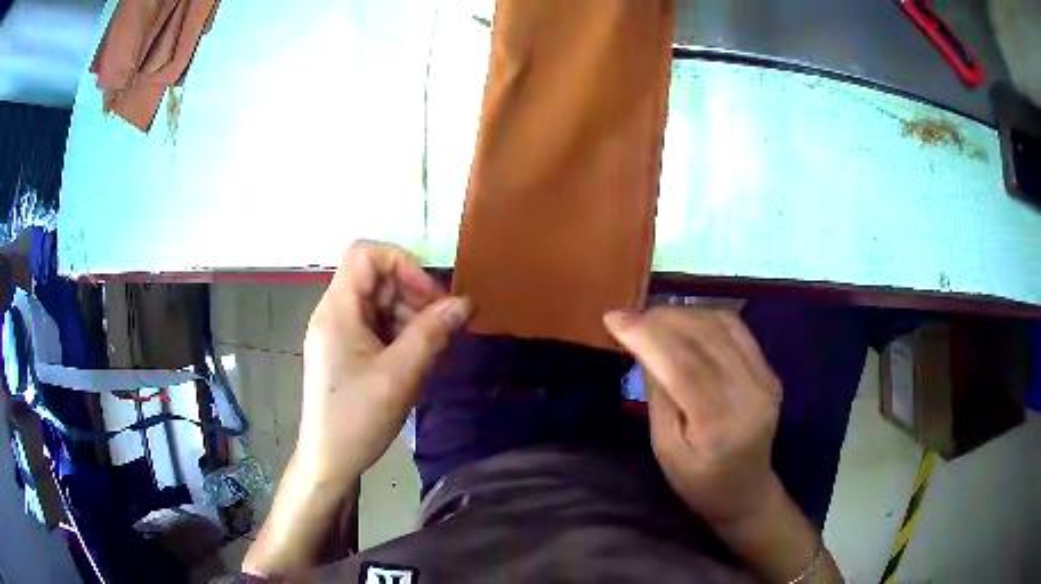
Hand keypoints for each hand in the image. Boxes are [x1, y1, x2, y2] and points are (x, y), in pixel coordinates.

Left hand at [296, 241, 470, 489]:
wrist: (329, 460)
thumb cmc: (357, 419)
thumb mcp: (400, 375)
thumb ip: (433, 333)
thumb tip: (466, 301)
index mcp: (337, 310)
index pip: (365, 254)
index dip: (402, 263)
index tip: (430, 296)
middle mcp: (334, 313)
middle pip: (376, 278)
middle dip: (413, 294)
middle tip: (442, 327)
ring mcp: (339, 333)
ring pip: (379, 302)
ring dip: (411, 317)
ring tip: (434, 348)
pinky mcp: (346, 351)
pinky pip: (376, 326)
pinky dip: (401, 335)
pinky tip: (418, 360)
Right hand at [604, 307, 783, 525]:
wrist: (745, 490)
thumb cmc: (697, 480)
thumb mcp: (665, 448)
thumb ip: (658, 395)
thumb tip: (644, 345)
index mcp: (720, 424)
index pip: (684, 366)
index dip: (648, 336)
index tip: (614, 318)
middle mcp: (750, 393)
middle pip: (705, 338)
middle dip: (661, 319)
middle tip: (629, 317)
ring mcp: (765, 378)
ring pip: (722, 325)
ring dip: (683, 314)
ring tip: (652, 319)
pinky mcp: (769, 370)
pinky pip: (737, 329)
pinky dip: (706, 317)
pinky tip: (685, 322)